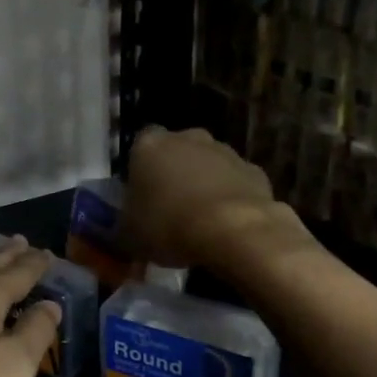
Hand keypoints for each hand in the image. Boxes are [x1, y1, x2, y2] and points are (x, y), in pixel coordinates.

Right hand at [121, 126, 313, 270]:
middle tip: (169, 208)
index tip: (141, 196)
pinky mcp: (255, 171)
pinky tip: (226, 225)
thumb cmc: (169, 225)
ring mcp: (225, 152)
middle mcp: (187, 138)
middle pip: (176, 152)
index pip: (139, 147)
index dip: (139, 171)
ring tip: (199, 221)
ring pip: (208, 165)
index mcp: (150, 145)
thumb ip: (123, 230)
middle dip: (174, 174)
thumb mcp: (129, 237)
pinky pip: (235, 183)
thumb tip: (121, 237)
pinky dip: (230, 198)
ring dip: (204, 184)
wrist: (233, 231)